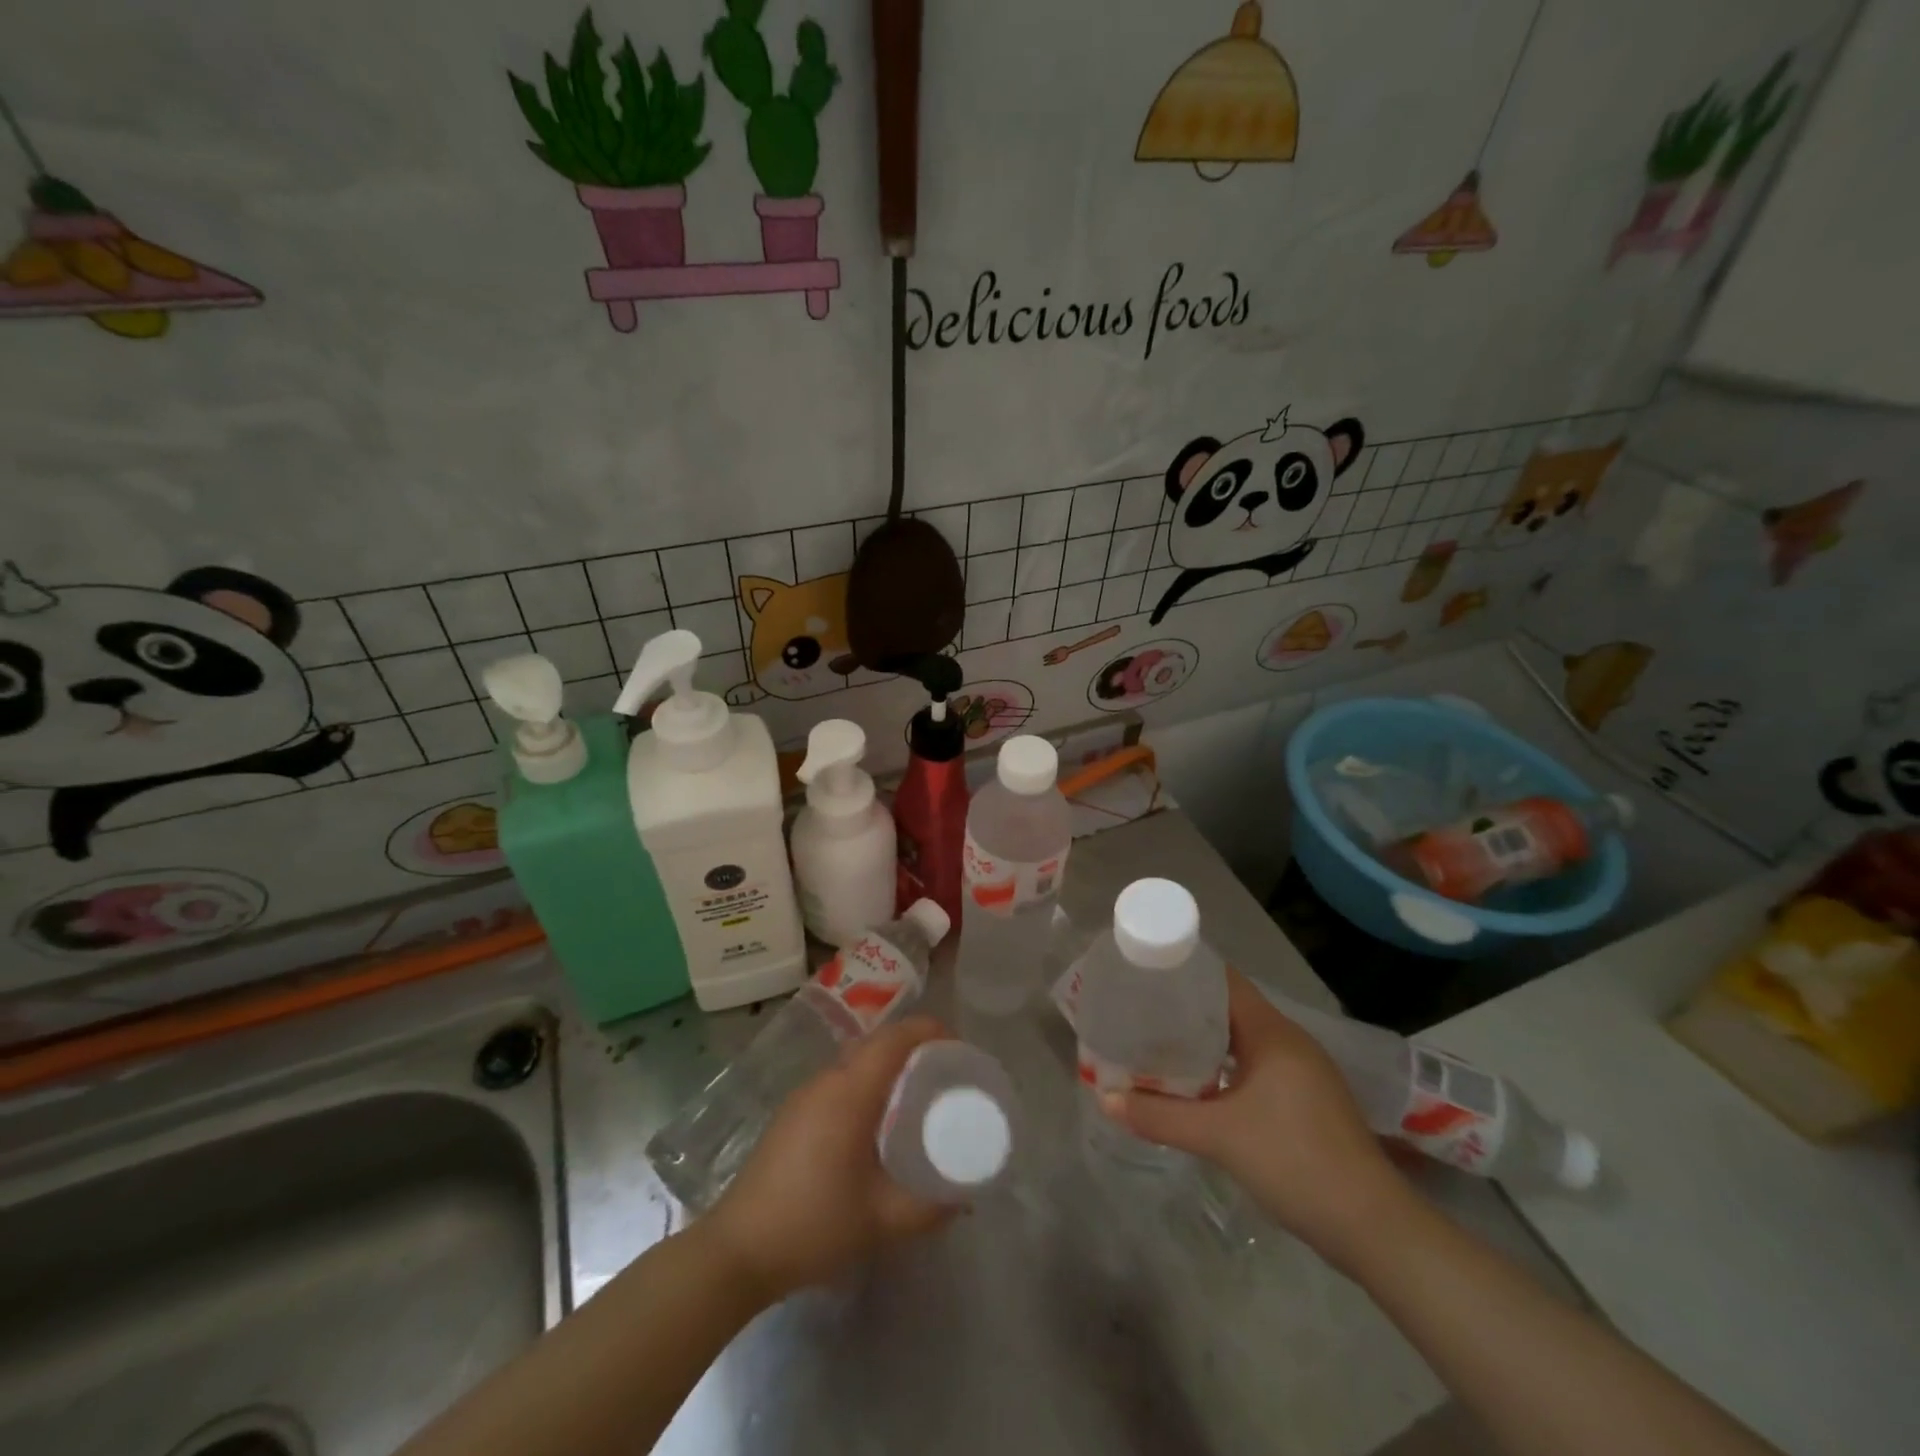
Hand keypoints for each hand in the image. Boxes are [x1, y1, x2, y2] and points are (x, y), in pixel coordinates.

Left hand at [704, 1016, 954, 1301]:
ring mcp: (805, 1095)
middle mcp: (827, 1081)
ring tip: (918, 1095)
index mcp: (850, 1091)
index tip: (959, 1047)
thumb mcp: (881, 1221)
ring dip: (889, 1066)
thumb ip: (929, 1208)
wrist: (736, 1251)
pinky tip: (877, 1122)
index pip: (894, 1038)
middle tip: (945, 1073)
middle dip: (914, 1047)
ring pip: (856, 1061)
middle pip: (877, 1043)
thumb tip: (964, 1196)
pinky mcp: (792, 1114)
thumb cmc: (813, 1225)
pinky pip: (840, 1080)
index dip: (929, 1030)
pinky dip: (867, 1083)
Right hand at [1102, 968, 1413, 1266]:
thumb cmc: (1295, 1162)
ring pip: (1240, 1040)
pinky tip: (1196, 1085)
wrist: (1372, 1227)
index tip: (1143, 974)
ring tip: (1157, 1044)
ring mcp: (1301, 1071)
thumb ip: (1160, 1116)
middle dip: (1184, 1009)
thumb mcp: (1219, 1138)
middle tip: (1139, 1012)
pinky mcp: (1305, 1099)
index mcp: (1271, 1032)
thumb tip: (1105, 1098)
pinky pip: (1253, 1065)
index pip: (1222, 980)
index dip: (1183, 972)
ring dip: (1203, 1041)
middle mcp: (1288, 1040)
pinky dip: (1222, 1067)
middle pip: (1228, 1008)